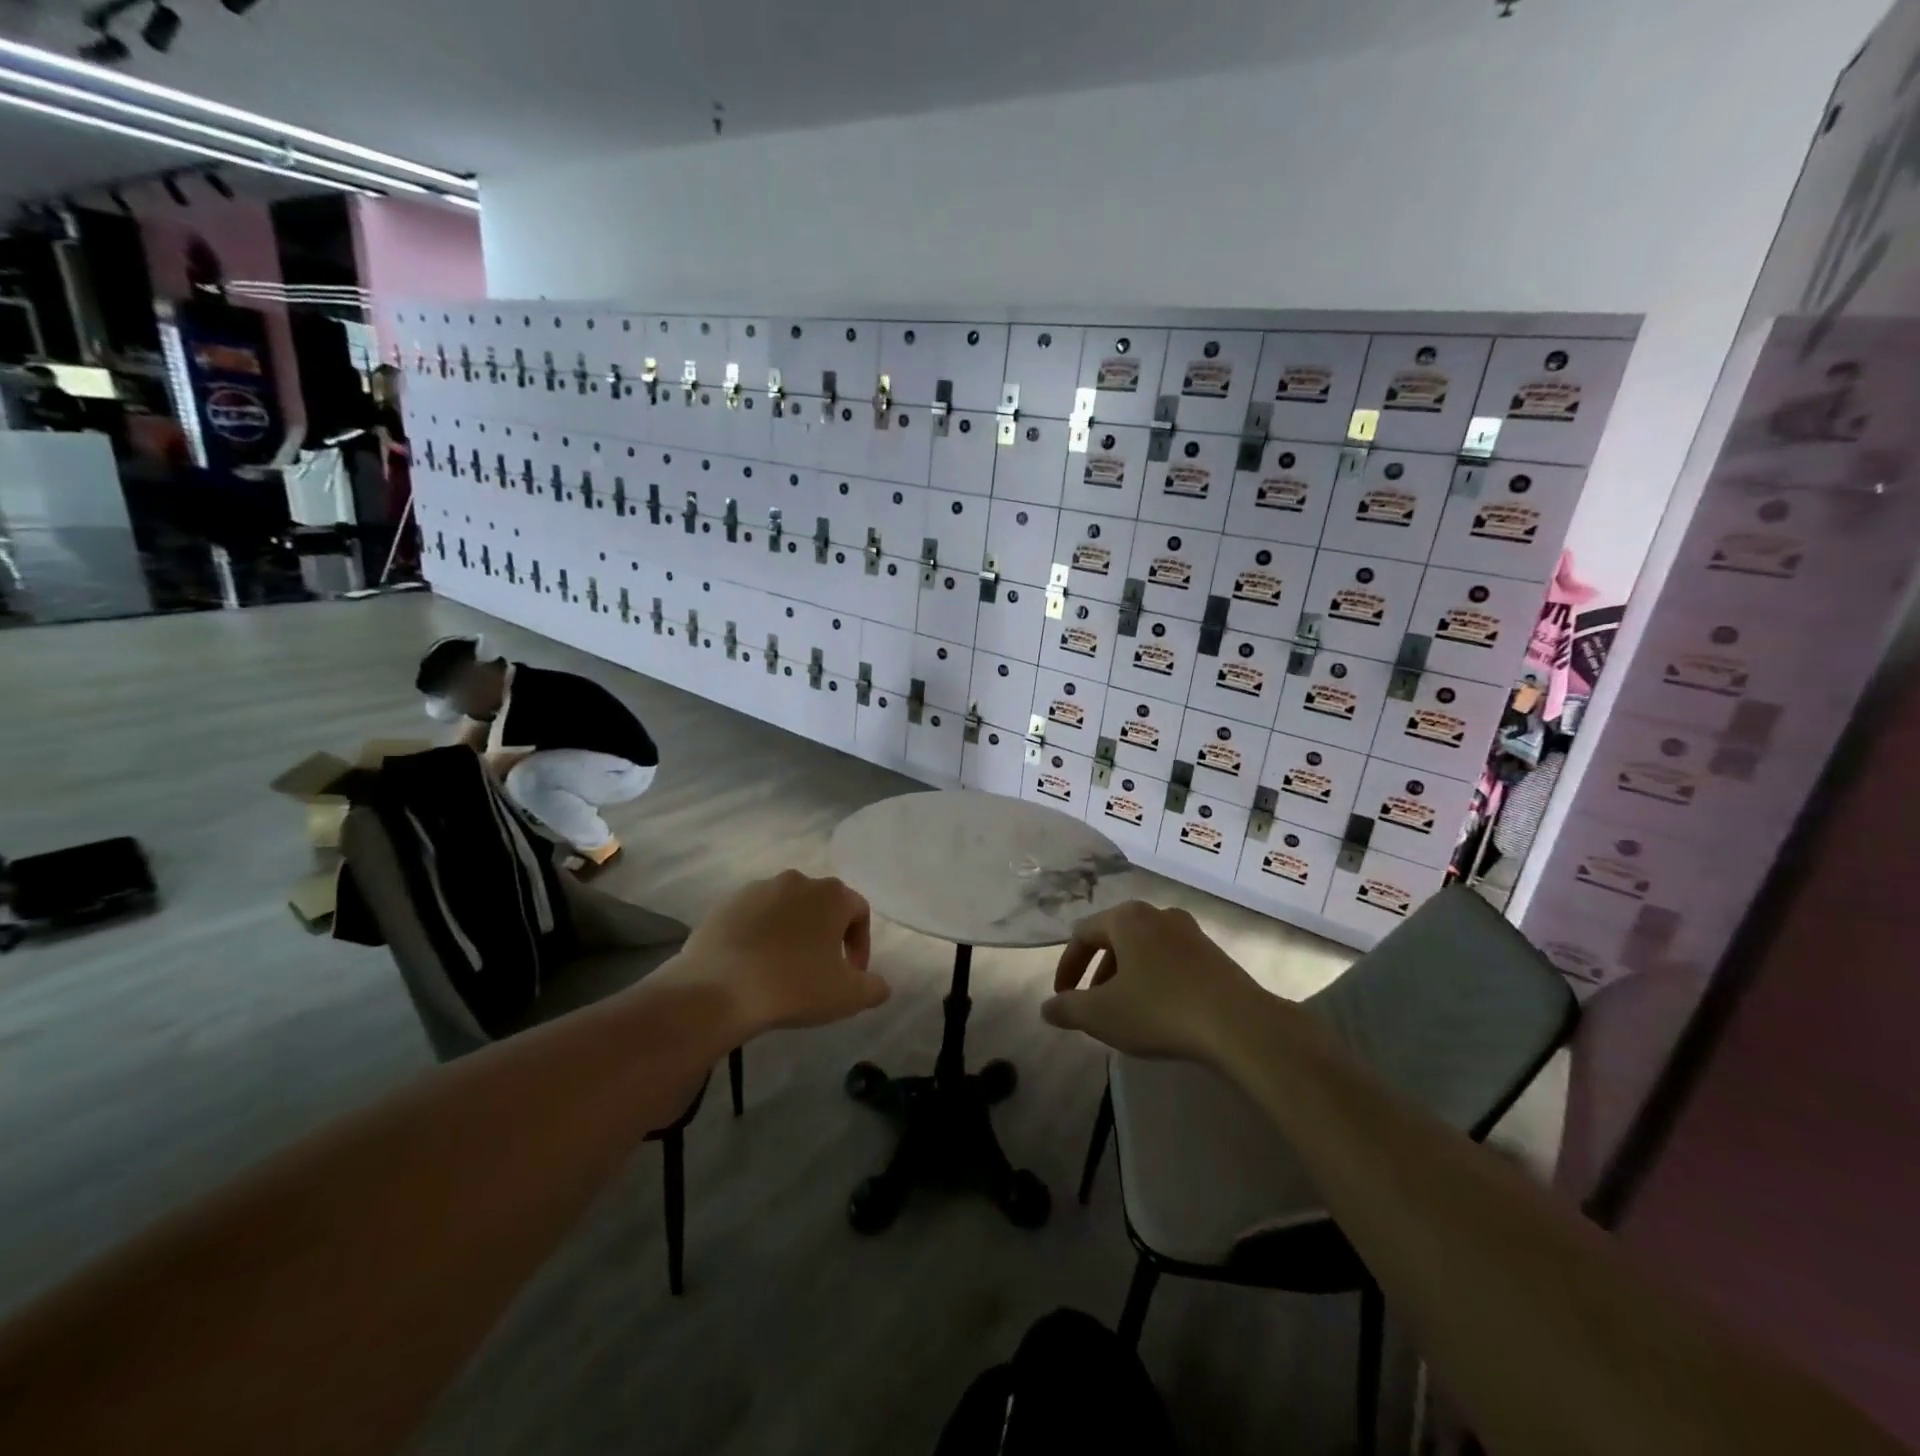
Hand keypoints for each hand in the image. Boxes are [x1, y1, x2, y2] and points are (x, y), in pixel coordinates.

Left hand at [672, 870, 887, 1035]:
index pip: (859, 911)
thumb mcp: (847, 996)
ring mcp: (757, 889)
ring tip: (783, 970)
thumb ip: (874, 988)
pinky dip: (760, 936)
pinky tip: (753, 967)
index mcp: (831, 894)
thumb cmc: (794, 986)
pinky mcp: (725, 905)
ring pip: (786, 910)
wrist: (719, 989)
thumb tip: (880, 986)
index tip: (851, 975)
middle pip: (822, 906)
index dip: (861, 944)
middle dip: (826, 936)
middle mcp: (797, 881)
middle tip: (820, 972)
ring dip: (792, 934)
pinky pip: (754, 918)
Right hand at [1042, 901, 1275, 1063]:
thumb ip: (1067, 1009)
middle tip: (1092, 1004)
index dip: (1067, 967)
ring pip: (1144, 949)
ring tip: (1125, 1010)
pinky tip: (1160, 1010)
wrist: (1239, 1024)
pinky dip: (1154, 979)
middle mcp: (1157, 914)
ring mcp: (1190, 932)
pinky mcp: (1214, 954)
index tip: (1062, 998)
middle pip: (1115, 938)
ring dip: (1126, 976)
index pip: (1082, 934)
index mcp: (1127, 918)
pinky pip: (1170, 960)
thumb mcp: (1102, 1014)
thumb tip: (1047, 1008)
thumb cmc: (1159, 1010)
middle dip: (1098, 972)